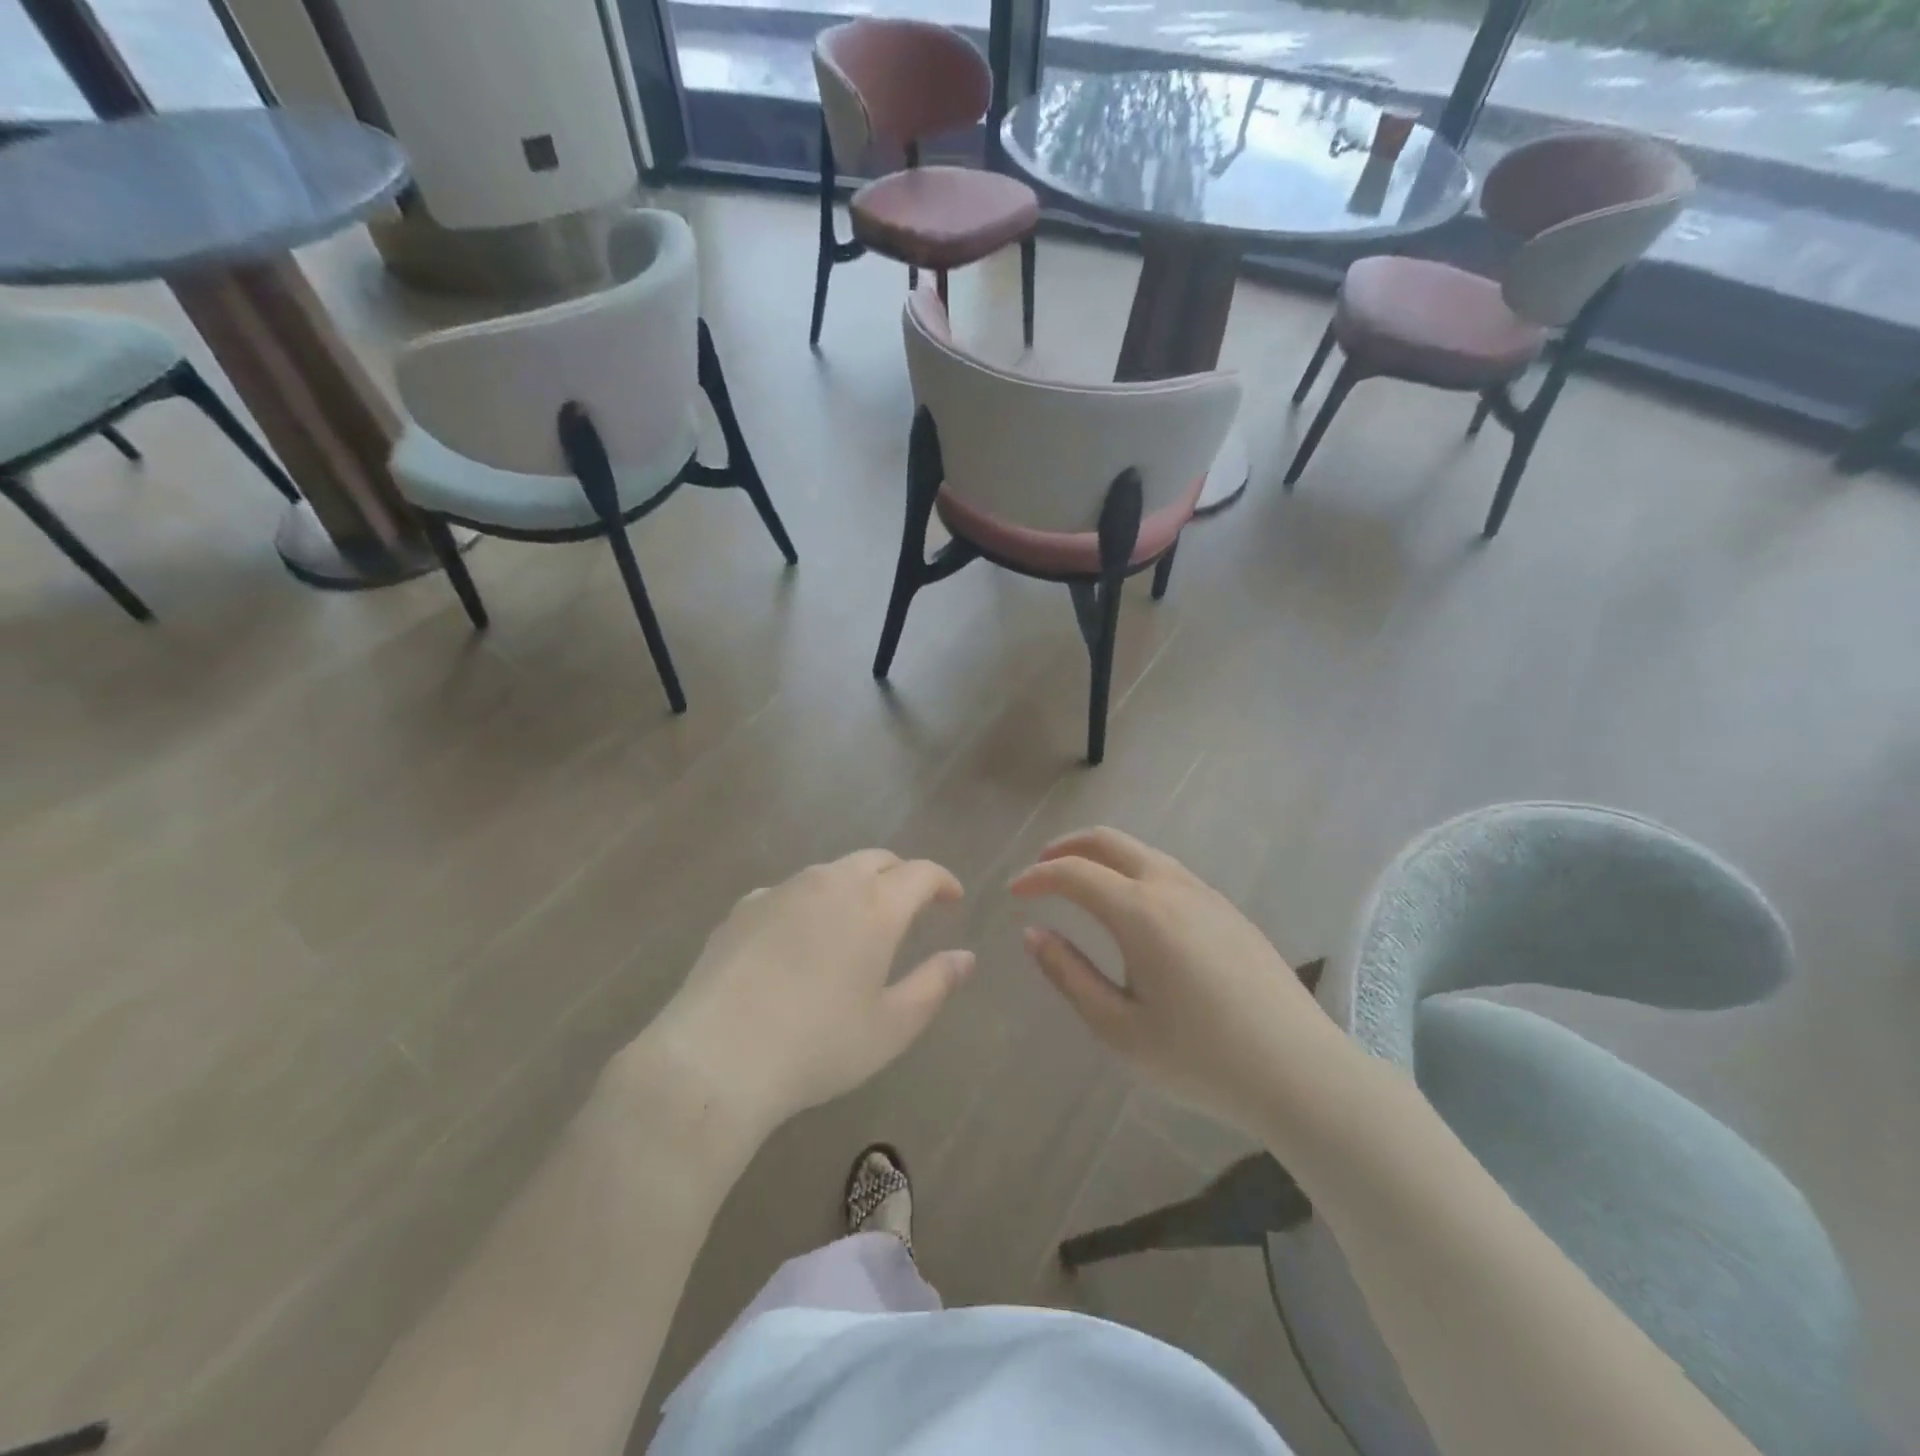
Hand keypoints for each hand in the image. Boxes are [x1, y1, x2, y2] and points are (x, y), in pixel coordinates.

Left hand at [643, 851, 972, 1141]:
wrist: (717, 1057)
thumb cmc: (818, 1045)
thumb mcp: (891, 1026)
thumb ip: (935, 985)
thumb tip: (965, 957)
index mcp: (874, 906)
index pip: (920, 873)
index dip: (942, 881)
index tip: (952, 898)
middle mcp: (830, 883)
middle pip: (876, 860)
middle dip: (900, 875)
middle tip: (910, 904)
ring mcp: (782, 890)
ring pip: (831, 872)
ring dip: (854, 885)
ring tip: (856, 922)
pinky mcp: (744, 907)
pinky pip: (790, 891)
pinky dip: (810, 902)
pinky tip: (799, 938)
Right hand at [1010, 827, 1349, 1138]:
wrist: (1300, 1072)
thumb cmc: (1200, 1058)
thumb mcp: (1119, 1028)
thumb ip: (1069, 975)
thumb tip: (1033, 934)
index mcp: (1140, 912)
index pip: (1074, 873)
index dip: (1037, 877)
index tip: (1014, 893)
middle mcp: (1171, 887)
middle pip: (1109, 841)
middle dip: (1067, 847)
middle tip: (1041, 870)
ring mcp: (1206, 894)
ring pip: (1142, 852)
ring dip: (1103, 856)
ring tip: (1080, 884)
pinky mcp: (1229, 909)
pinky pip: (1168, 871)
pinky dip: (1133, 871)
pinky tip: (1132, 908)